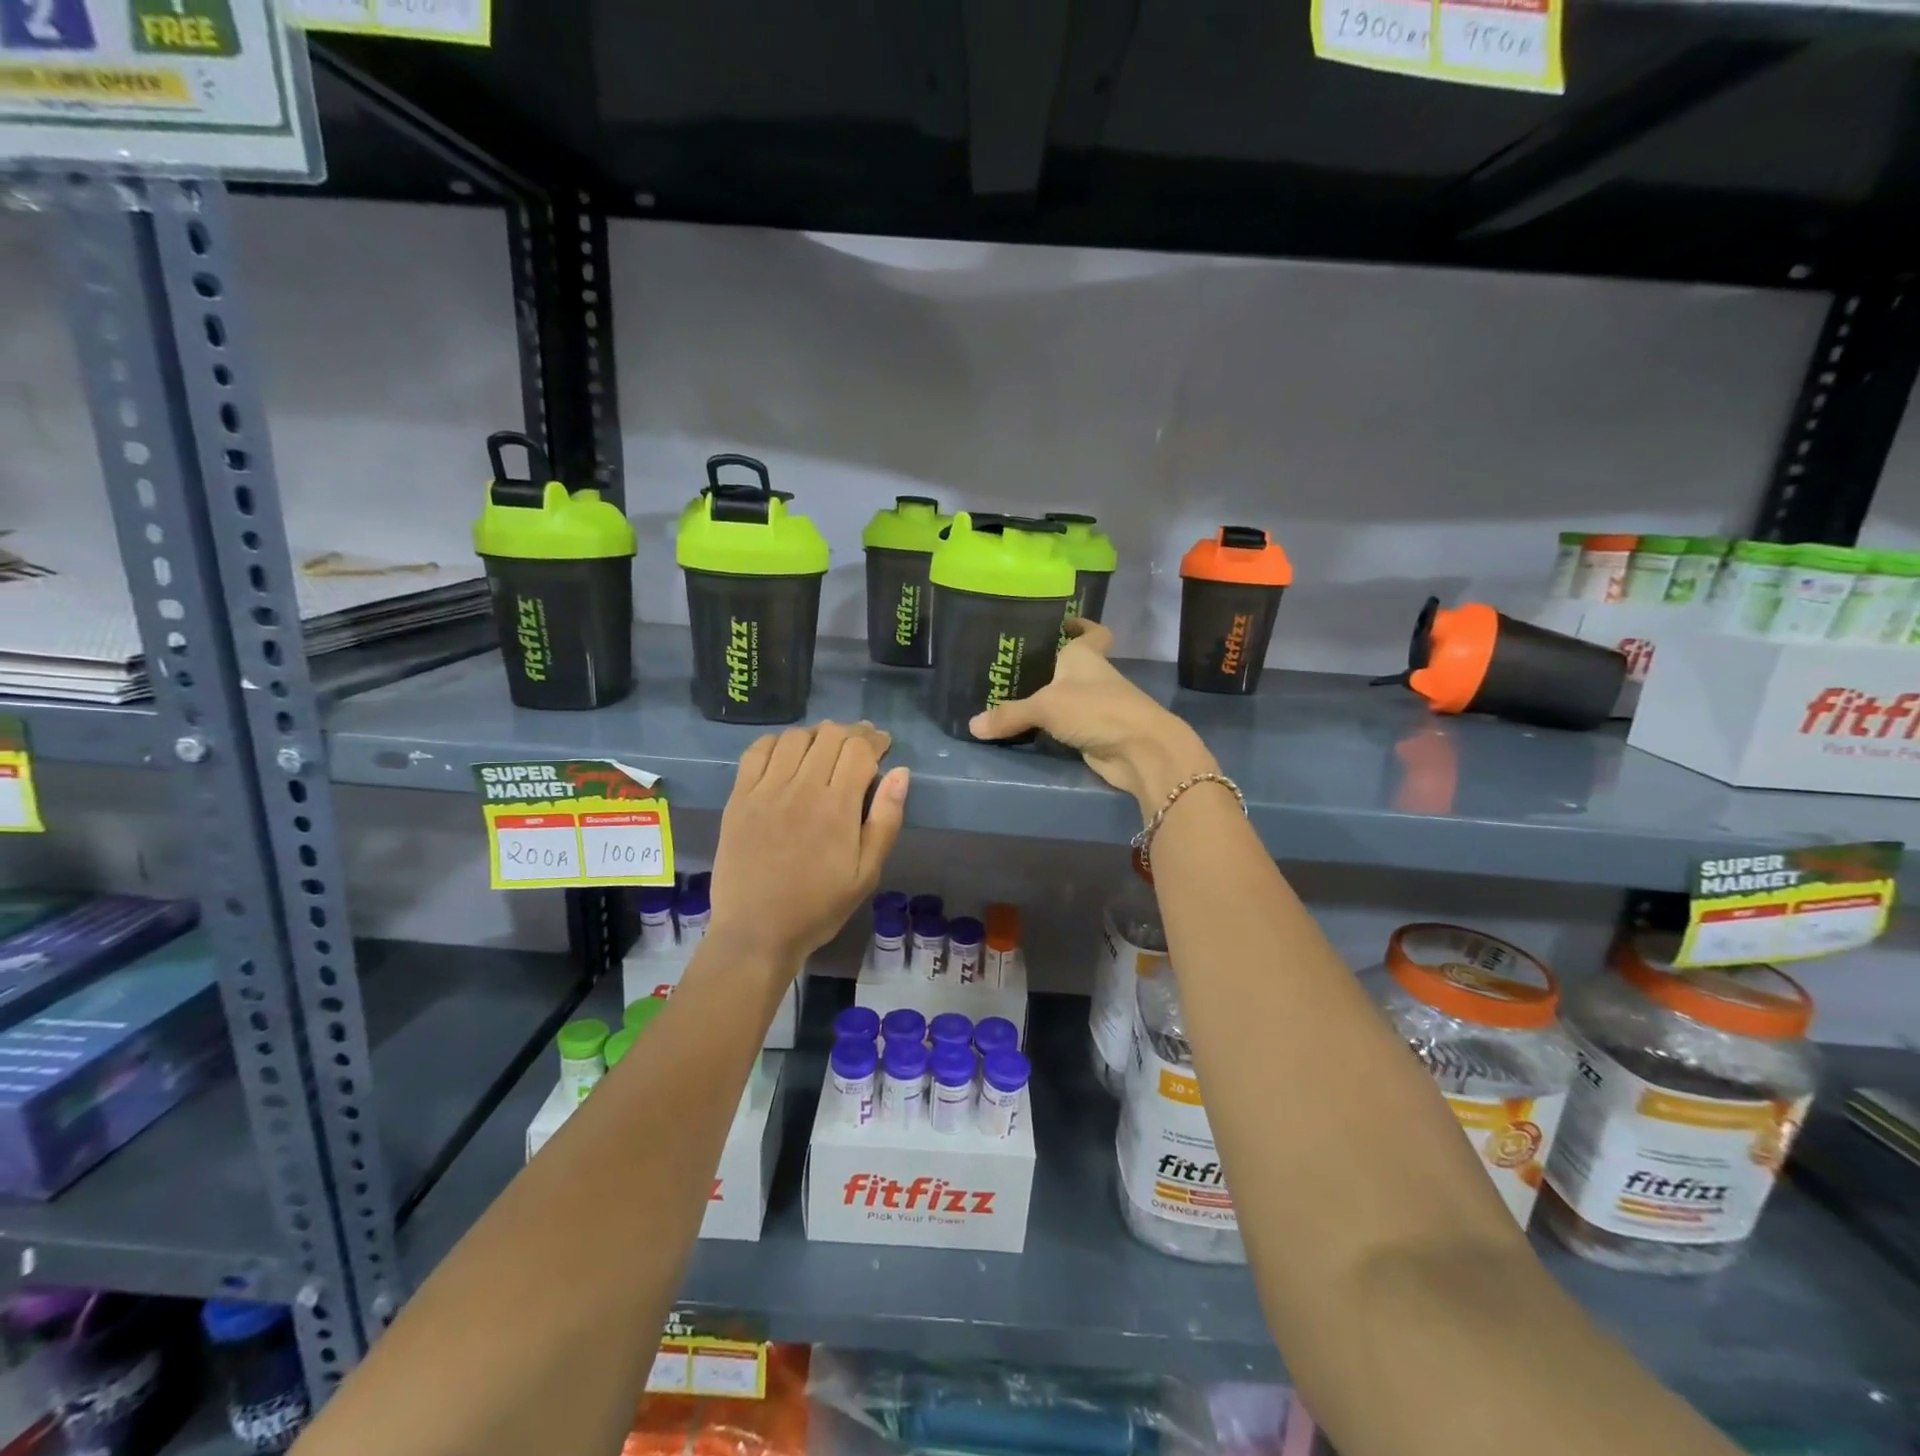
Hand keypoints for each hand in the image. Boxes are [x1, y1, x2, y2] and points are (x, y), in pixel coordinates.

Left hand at [709, 721, 909, 968]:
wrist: (757, 932)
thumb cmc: (819, 907)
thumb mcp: (867, 873)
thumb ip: (886, 820)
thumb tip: (900, 772)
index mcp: (837, 807)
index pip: (859, 749)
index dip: (876, 740)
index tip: (883, 744)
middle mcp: (802, 788)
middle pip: (830, 735)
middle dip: (852, 733)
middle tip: (860, 745)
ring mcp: (766, 790)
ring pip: (795, 737)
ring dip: (817, 735)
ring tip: (825, 748)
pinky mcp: (739, 798)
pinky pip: (757, 751)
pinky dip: (777, 742)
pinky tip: (787, 753)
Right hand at [969, 621, 1216, 814]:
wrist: (1139, 750)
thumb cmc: (1096, 709)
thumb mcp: (1045, 706)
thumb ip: (1009, 714)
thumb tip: (972, 726)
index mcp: (1085, 656)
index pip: (1091, 632)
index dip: (1080, 625)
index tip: (1063, 622)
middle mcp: (1092, 677)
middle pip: (1070, 665)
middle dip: (1047, 664)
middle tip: (1012, 663)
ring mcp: (1096, 707)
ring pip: (1067, 697)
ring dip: (1046, 697)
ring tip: (1009, 695)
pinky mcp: (1094, 733)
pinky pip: (1065, 725)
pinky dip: (1049, 726)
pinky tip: (1025, 727)